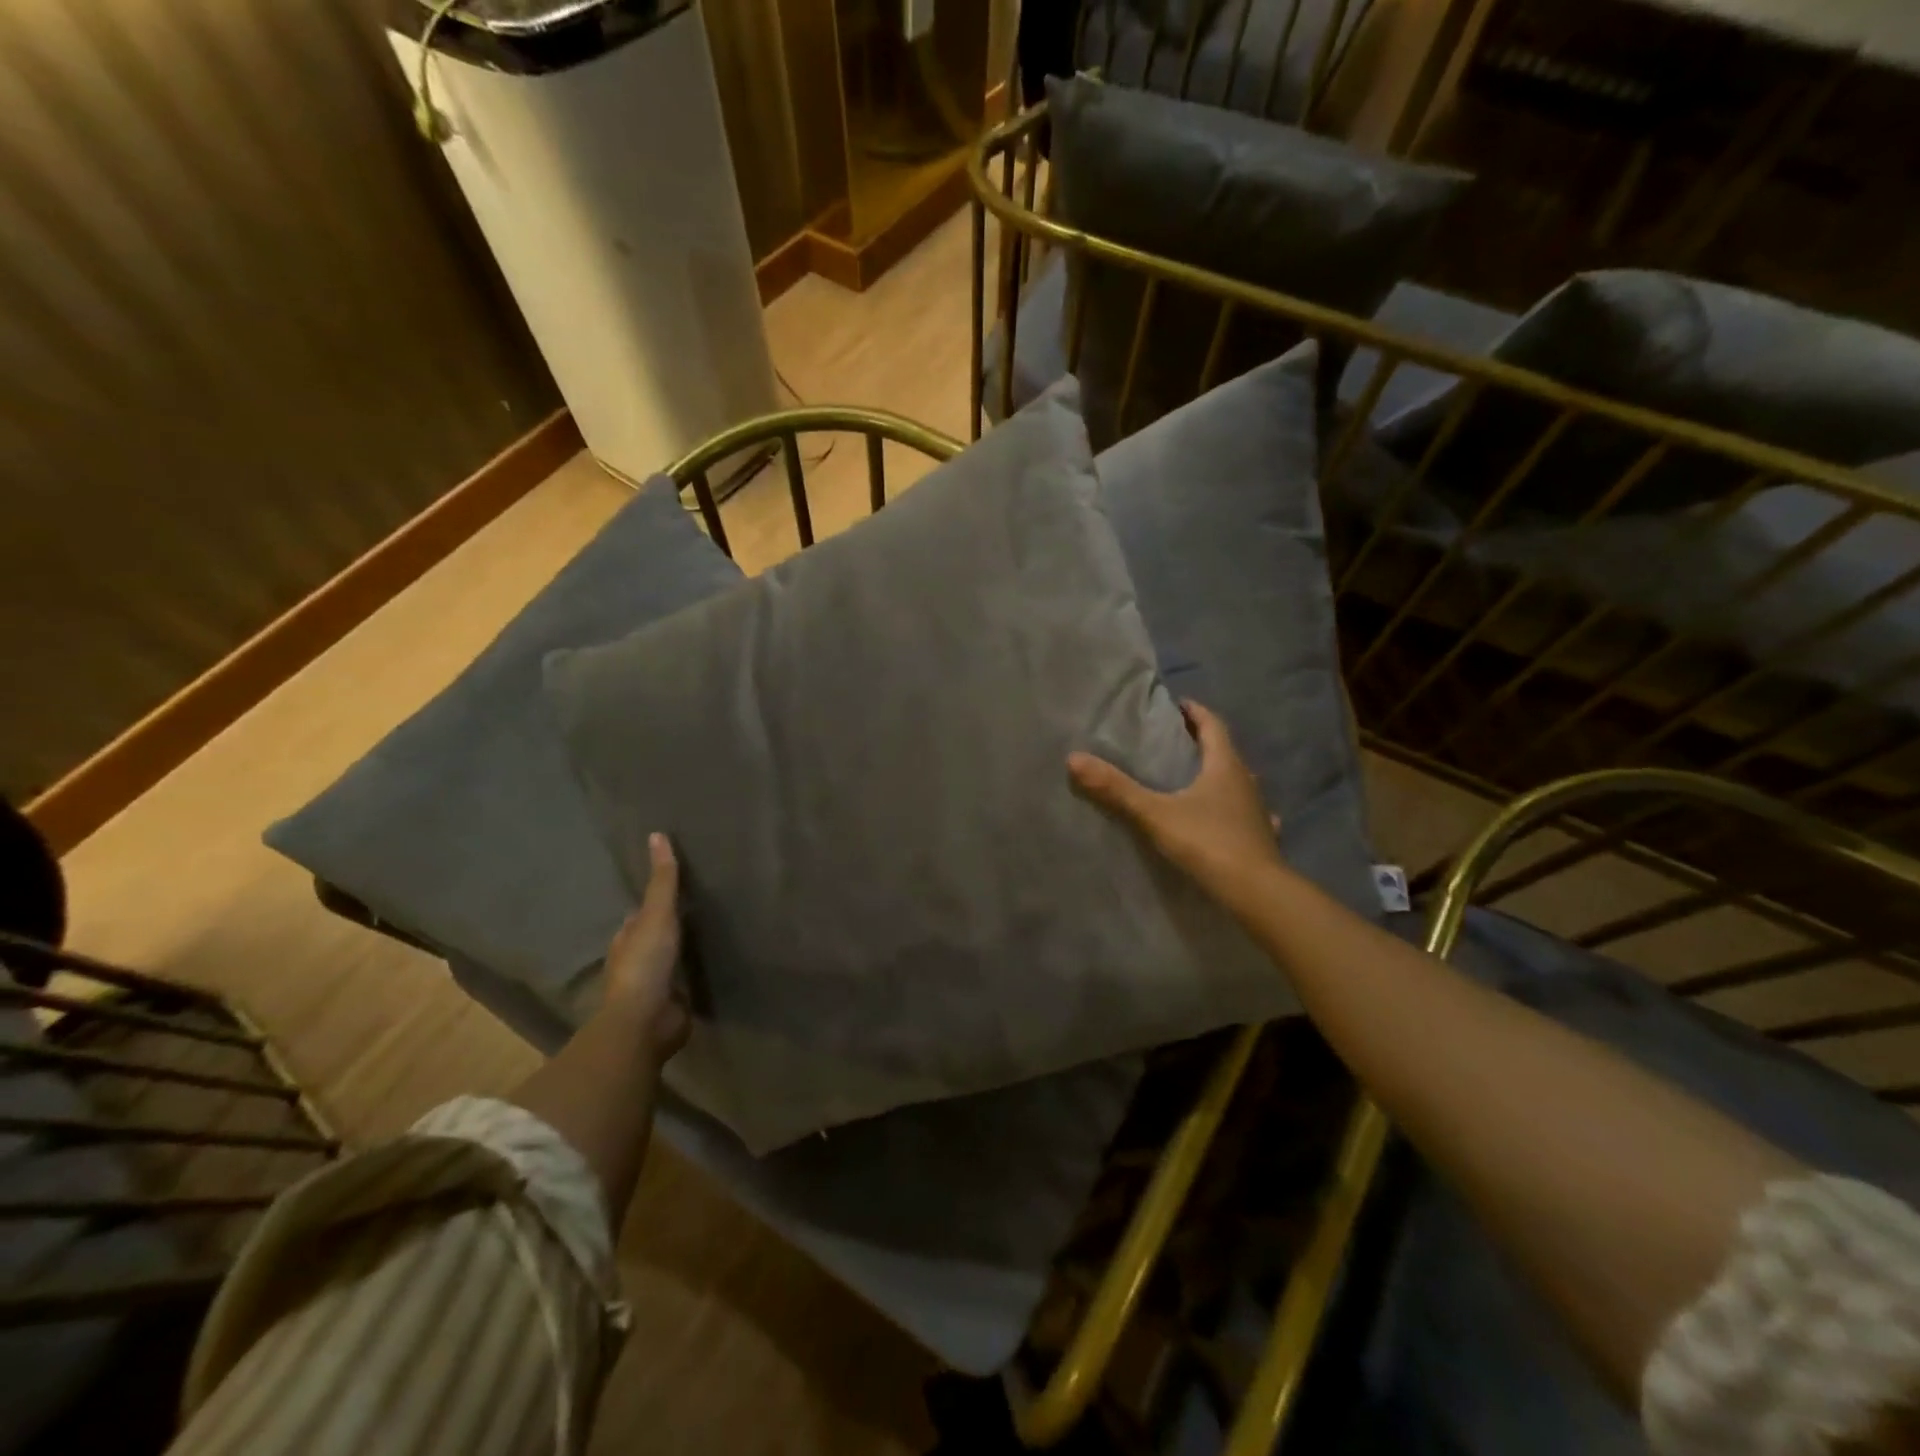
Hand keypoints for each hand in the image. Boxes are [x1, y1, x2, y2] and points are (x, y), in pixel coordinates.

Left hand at [602, 833, 691, 1061]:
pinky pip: (686, 984)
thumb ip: (662, 880)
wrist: (646, 1021)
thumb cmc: (645, 963)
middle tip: (699, 909)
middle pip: (654, 938)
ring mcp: (654, 986)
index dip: (655, 902)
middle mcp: (637, 961)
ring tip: (710, 936)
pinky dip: (694, 975)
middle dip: (669, 928)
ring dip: (682, 952)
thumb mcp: (656, 914)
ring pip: (669, 961)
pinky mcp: (672, 1004)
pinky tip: (713, 968)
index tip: (675, 888)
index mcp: (626, 940)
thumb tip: (657, 835)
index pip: (640, 915)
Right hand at [1068, 700, 1283, 904]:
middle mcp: (1246, 781)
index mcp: (1225, 766)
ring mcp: (1257, 810)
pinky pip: (1245, 814)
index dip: (1194, 712)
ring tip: (1192, 778)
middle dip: (1201, 742)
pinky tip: (1225, 819)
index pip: (1212, 725)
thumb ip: (1116, 788)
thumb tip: (1074, 758)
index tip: (1176, 704)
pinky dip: (1232, 810)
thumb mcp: (1155, 813)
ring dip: (1217, 775)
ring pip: (1236, 783)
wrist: (1256, 892)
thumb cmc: (1208, 842)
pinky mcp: (1261, 837)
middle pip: (1224, 752)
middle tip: (1174, 740)